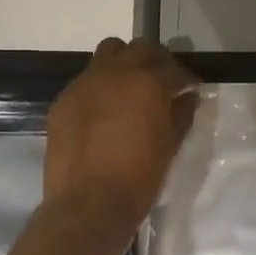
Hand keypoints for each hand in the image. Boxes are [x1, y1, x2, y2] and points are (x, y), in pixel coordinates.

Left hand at [44, 39, 198, 237]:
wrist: (88, 205)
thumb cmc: (139, 178)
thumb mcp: (171, 146)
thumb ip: (181, 114)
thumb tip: (187, 97)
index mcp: (147, 83)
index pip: (174, 69)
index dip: (186, 80)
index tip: (191, 90)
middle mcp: (115, 73)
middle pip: (141, 49)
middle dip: (157, 61)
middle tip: (164, 82)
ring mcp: (85, 84)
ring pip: (109, 53)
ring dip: (126, 63)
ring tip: (132, 87)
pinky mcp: (64, 100)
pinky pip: (87, 79)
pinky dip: (102, 85)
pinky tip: (106, 110)